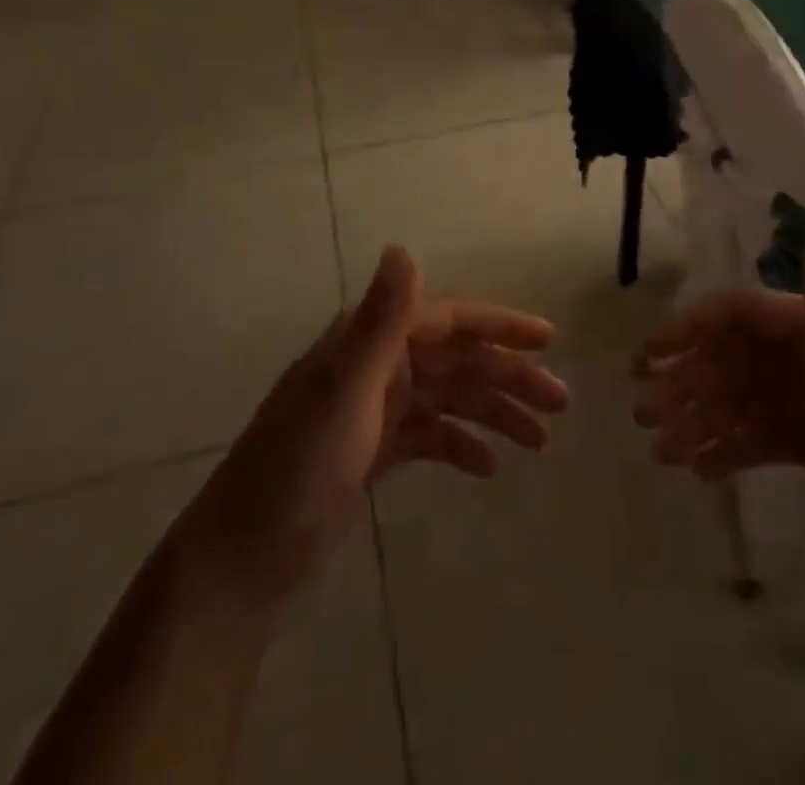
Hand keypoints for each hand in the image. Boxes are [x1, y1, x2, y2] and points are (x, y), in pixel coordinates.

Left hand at [181, 246, 568, 604]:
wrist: (244, 557)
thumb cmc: (299, 464)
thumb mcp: (345, 389)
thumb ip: (381, 320)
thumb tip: (402, 246)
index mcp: (371, 342)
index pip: (448, 320)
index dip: (499, 326)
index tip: (547, 340)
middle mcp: (377, 366)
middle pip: (457, 361)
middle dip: (509, 377)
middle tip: (560, 403)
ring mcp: (376, 409)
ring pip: (450, 399)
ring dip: (494, 413)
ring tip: (539, 442)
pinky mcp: (374, 450)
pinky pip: (431, 437)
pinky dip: (460, 446)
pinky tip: (487, 467)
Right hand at [633, 232, 804, 591]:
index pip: (743, 318)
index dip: (693, 330)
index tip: (650, 355)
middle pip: (733, 363)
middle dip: (685, 381)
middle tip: (641, 409)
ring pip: (739, 405)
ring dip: (698, 420)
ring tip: (659, 447)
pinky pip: (760, 442)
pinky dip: (728, 451)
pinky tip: (696, 470)